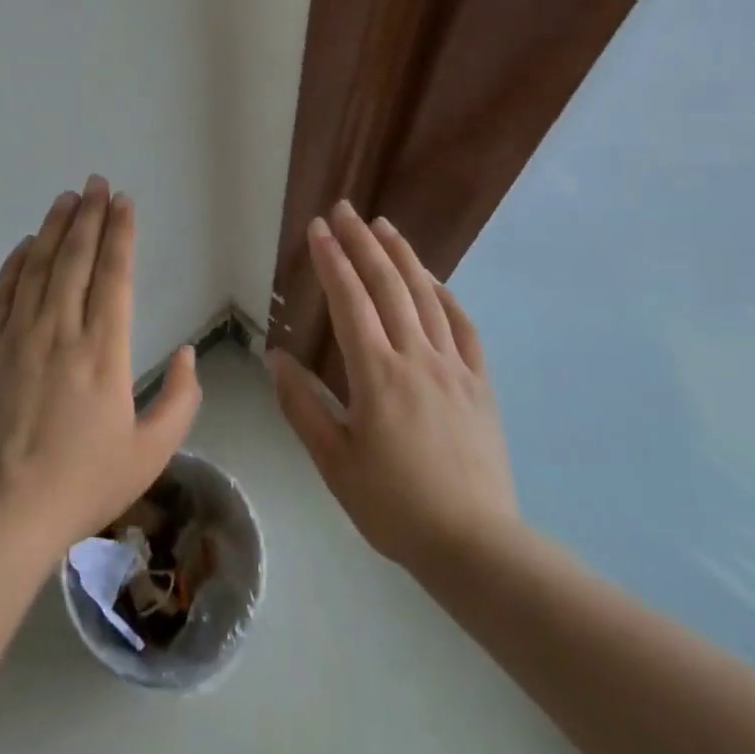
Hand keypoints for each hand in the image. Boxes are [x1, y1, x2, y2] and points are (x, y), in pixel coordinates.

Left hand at [0, 176, 201, 553]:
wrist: (1, 515)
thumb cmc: (82, 484)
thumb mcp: (151, 453)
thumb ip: (181, 400)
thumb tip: (189, 354)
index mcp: (104, 351)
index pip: (115, 275)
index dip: (120, 233)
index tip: (123, 202)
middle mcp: (60, 331)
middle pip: (76, 258)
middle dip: (89, 215)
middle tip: (95, 182)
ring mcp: (15, 337)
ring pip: (38, 267)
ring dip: (54, 228)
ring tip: (66, 198)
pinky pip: (1, 294)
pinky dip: (15, 264)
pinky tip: (25, 245)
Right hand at [268, 201, 518, 569]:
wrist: (474, 544)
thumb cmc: (393, 505)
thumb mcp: (334, 461)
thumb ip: (302, 405)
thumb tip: (274, 357)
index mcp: (377, 373)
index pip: (350, 300)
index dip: (332, 260)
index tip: (318, 228)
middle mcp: (416, 356)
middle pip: (387, 285)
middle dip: (363, 242)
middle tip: (345, 209)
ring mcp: (454, 366)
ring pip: (426, 296)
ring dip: (403, 256)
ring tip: (384, 226)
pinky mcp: (480, 383)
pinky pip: (464, 327)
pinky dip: (445, 295)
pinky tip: (434, 281)